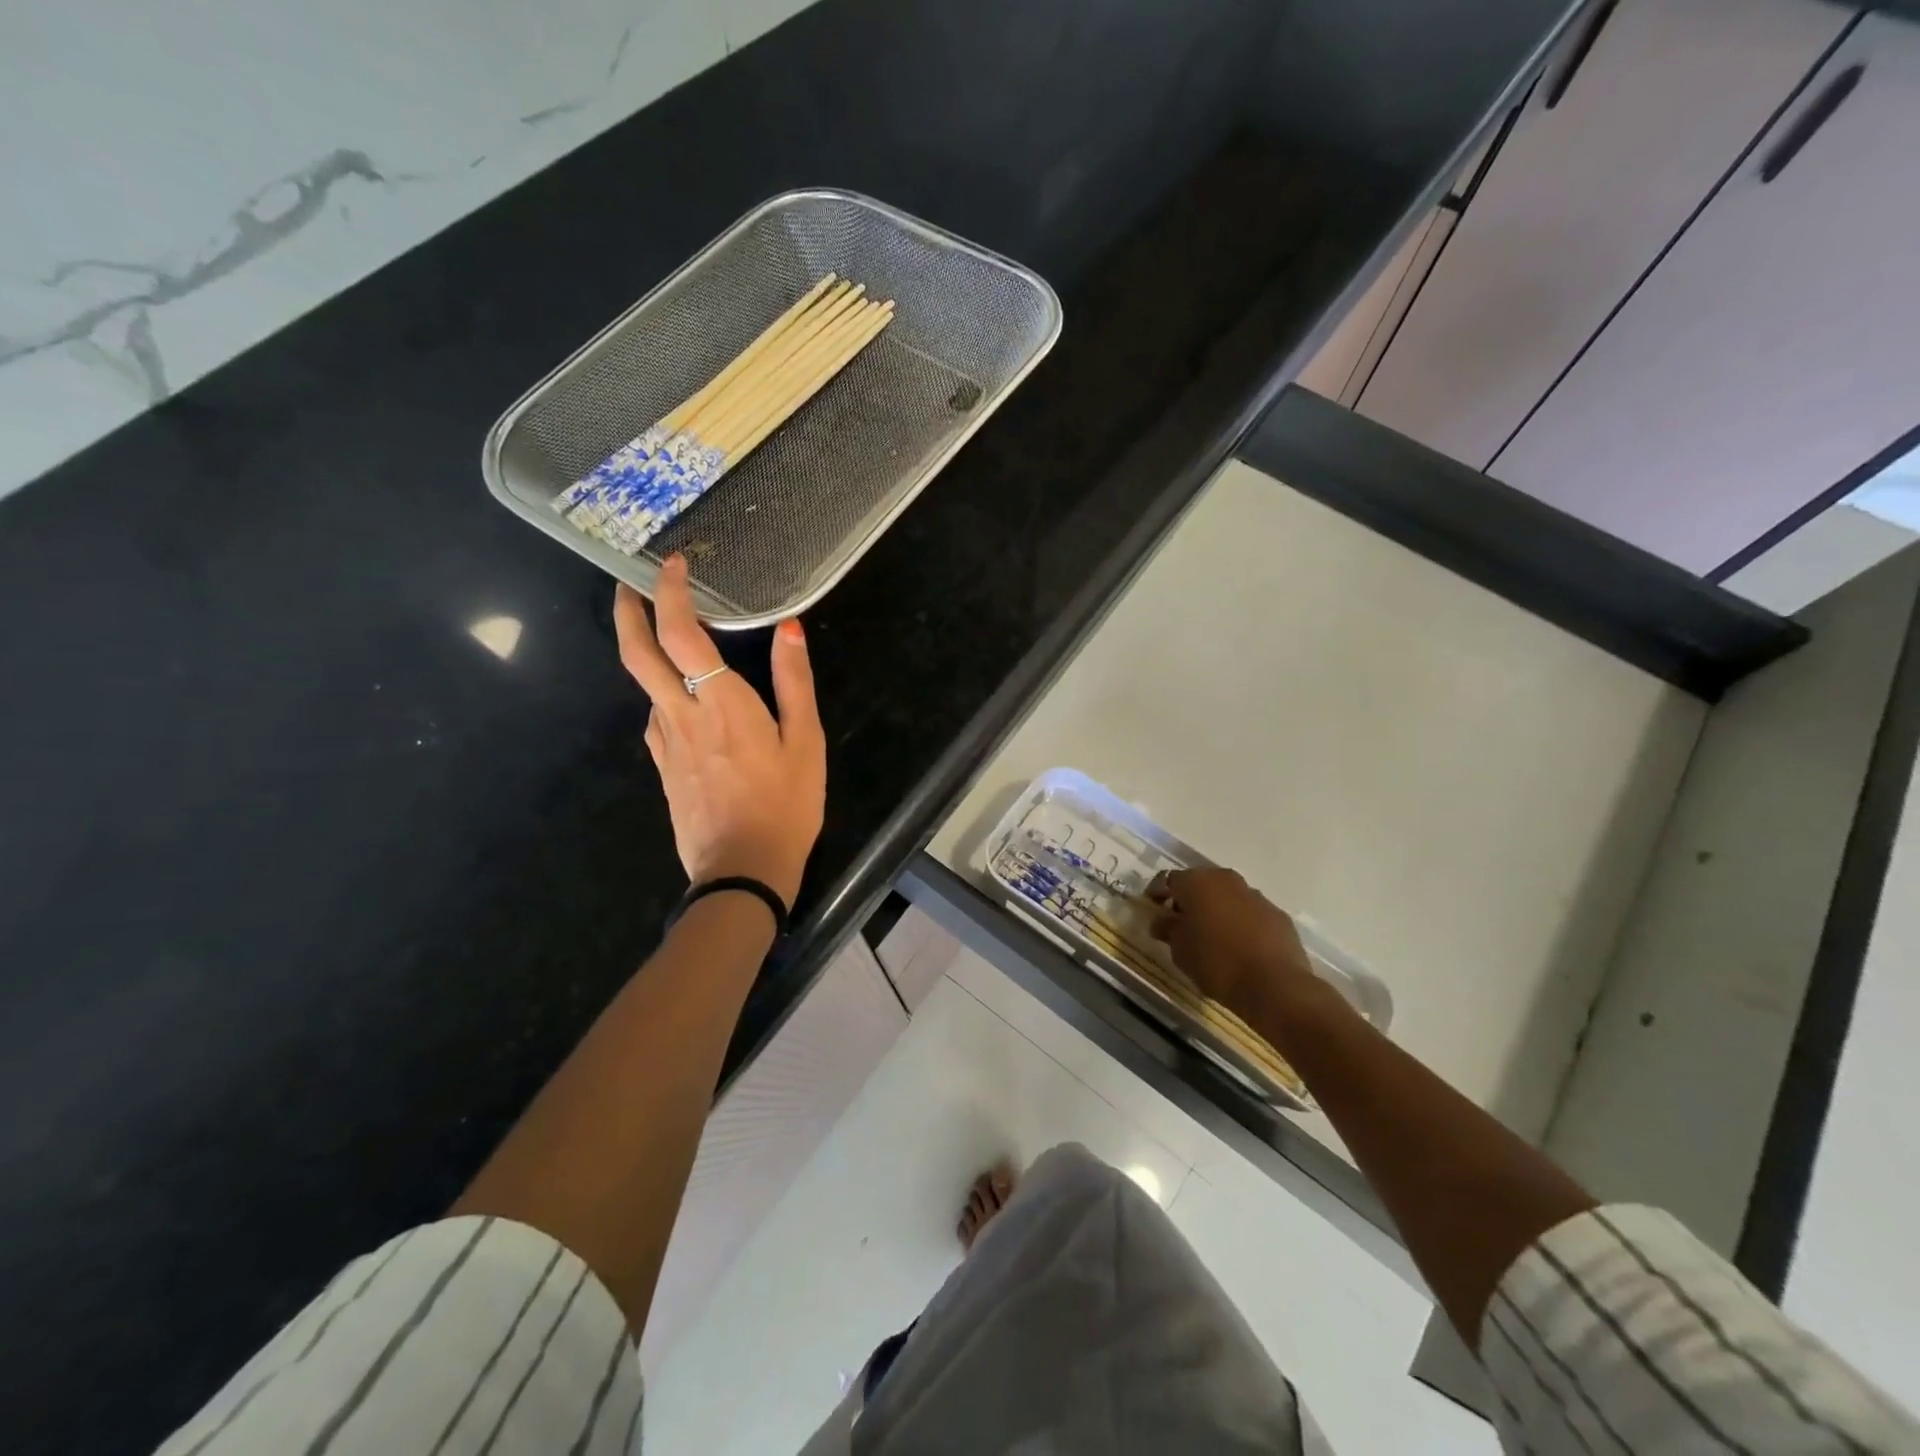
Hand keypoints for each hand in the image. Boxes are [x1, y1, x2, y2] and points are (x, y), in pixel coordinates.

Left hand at [613, 555, 825, 908]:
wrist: (742, 872)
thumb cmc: (785, 805)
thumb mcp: (806, 743)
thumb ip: (795, 683)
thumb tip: (789, 629)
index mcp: (721, 704)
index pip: (681, 634)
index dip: (670, 594)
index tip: (673, 566)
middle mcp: (682, 716)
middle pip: (638, 654)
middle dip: (628, 613)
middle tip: (629, 587)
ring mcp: (666, 744)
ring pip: (646, 687)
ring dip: (649, 654)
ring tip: (671, 642)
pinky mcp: (664, 768)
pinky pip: (657, 719)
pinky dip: (663, 695)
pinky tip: (683, 702)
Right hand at [1146, 868, 1328, 1026]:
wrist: (1275, 986)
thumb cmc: (1217, 963)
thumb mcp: (1180, 951)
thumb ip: (1168, 930)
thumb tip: (1162, 922)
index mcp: (1197, 882)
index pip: (1167, 880)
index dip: (1157, 893)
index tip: (1152, 909)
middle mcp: (1226, 879)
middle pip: (1199, 883)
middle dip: (1188, 900)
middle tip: (1179, 923)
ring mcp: (1255, 895)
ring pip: (1226, 896)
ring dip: (1216, 910)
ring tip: (1210, 936)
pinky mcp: (1277, 914)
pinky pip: (1249, 912)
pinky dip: (1239, 922)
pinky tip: (1237, 946)